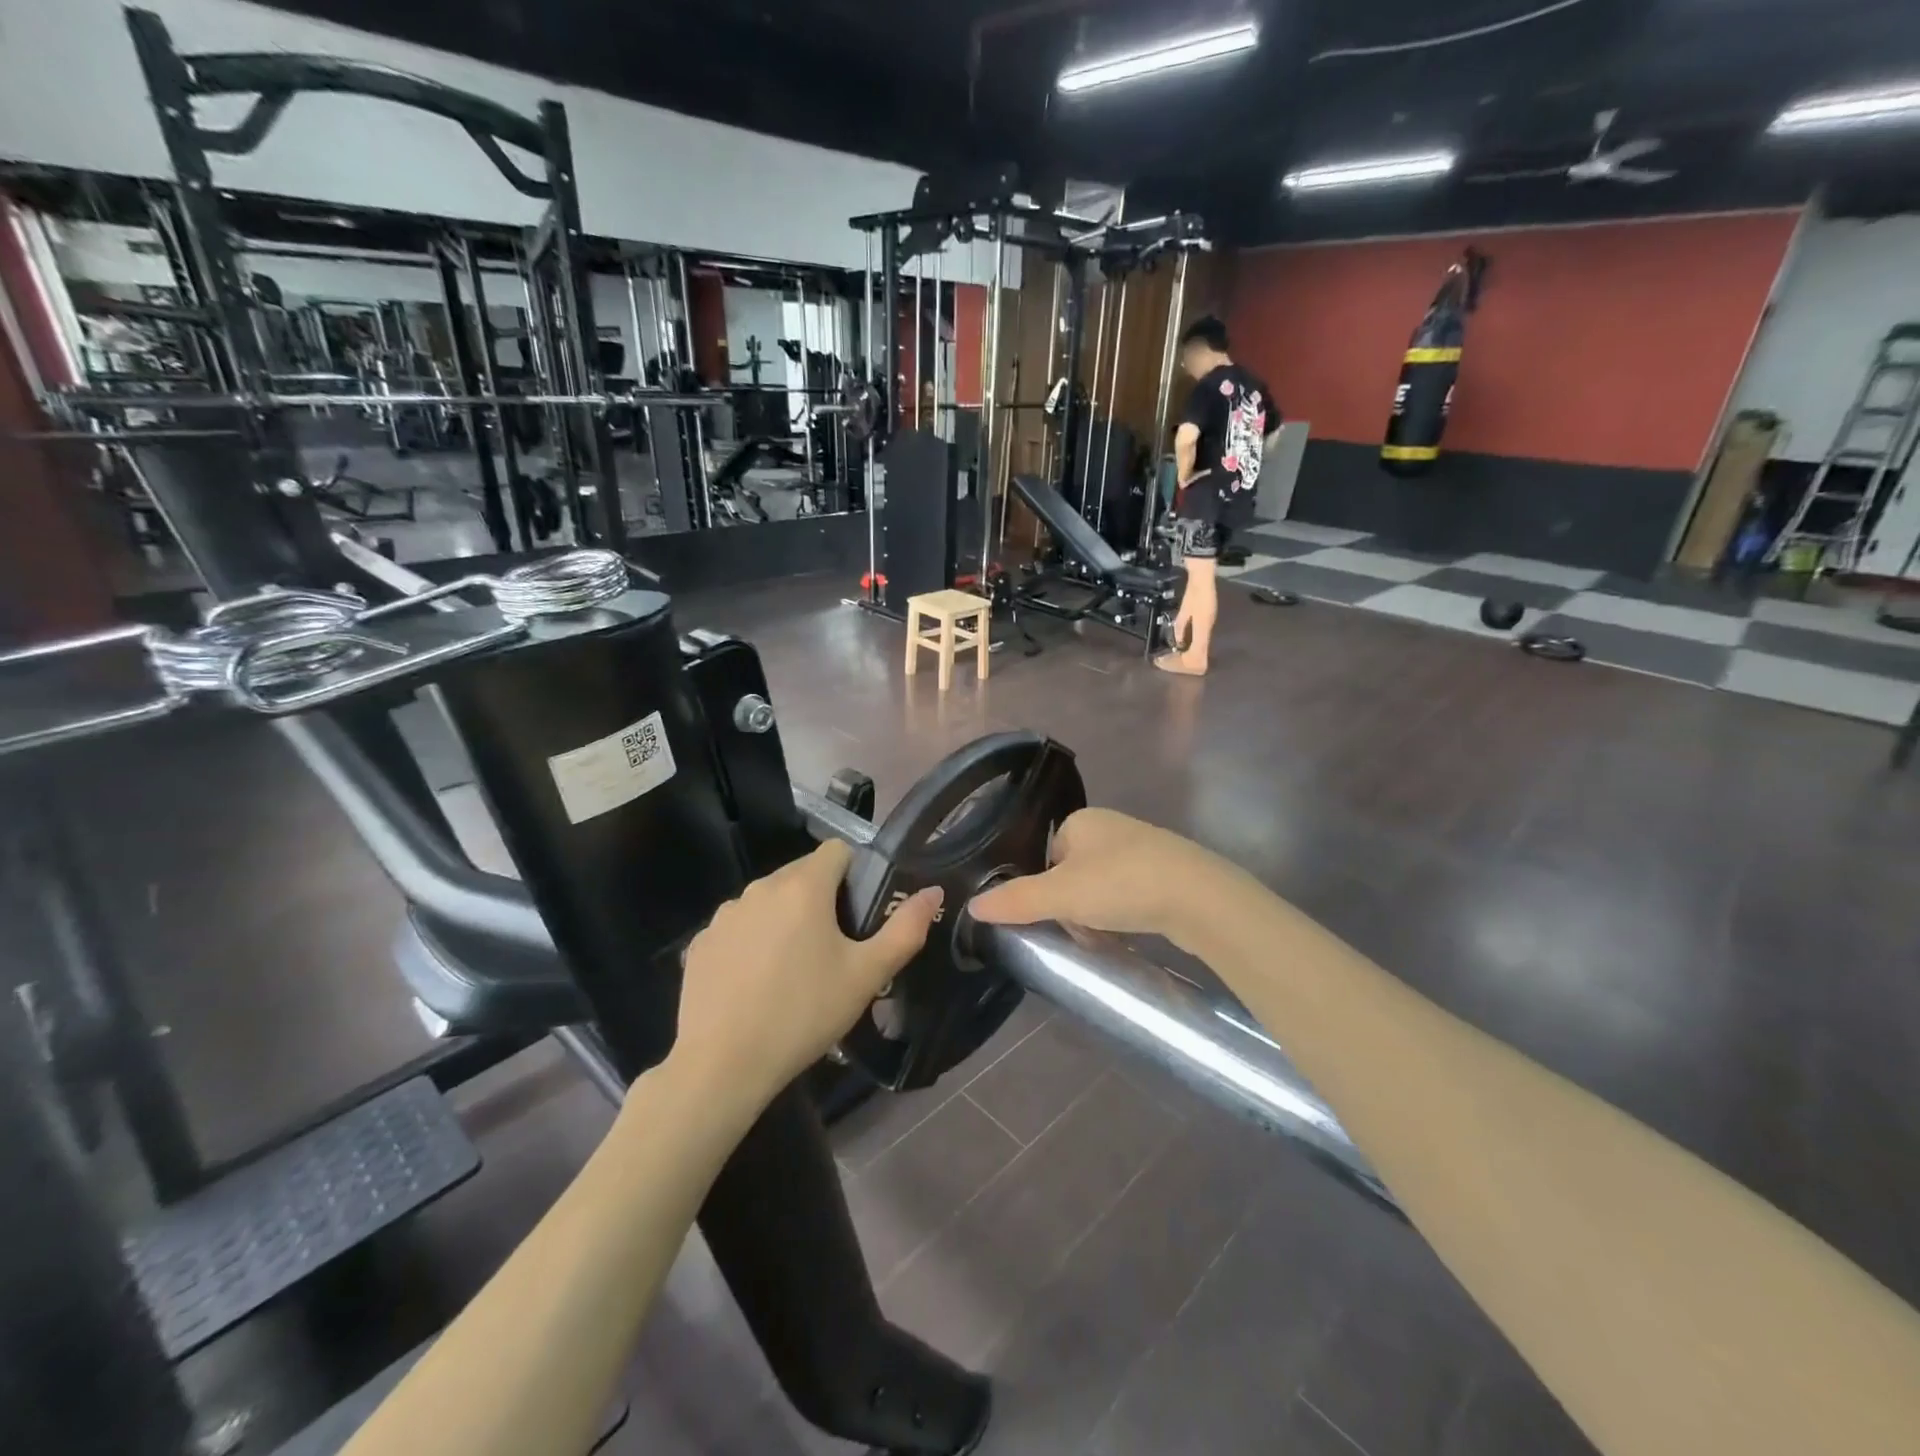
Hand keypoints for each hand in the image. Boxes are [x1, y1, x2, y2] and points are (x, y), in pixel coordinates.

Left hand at [670, 840, 941, 1107]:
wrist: (722, 1065)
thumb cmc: (803, 1014)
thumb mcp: (866, 976)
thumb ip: (905, 929)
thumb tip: (934, 891)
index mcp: (803, 887)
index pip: (838, 850)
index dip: (856, 874)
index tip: (861, 914)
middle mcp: (760, 888)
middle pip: (802, 874)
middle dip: (822, 899)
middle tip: (834, 949)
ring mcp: (725, 914)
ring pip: (769, 901)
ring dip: (786, 919)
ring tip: (794, 970)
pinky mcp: (701, 942)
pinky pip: (739, 927)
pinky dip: (753, 942)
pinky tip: (756, 984)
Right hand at [967, 808, 1226, 943]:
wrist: (1200, 897)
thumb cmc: (1122, 885)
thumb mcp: (1060, 895)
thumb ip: (1016, 900)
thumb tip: (972, 905)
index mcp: (1081, 820)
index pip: (1046, 858)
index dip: (1046, 892)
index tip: (1056, 919)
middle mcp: (1110, 827)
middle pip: (1072, 876)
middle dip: (1072, 910)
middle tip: (1083, 934)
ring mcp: (1143, 848)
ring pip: (1100, 889)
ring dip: (1097, 918)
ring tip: (1108, 940)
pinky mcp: (1167, 871)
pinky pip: (1130, 895)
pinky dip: (1124, 916)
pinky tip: (1131, 934)